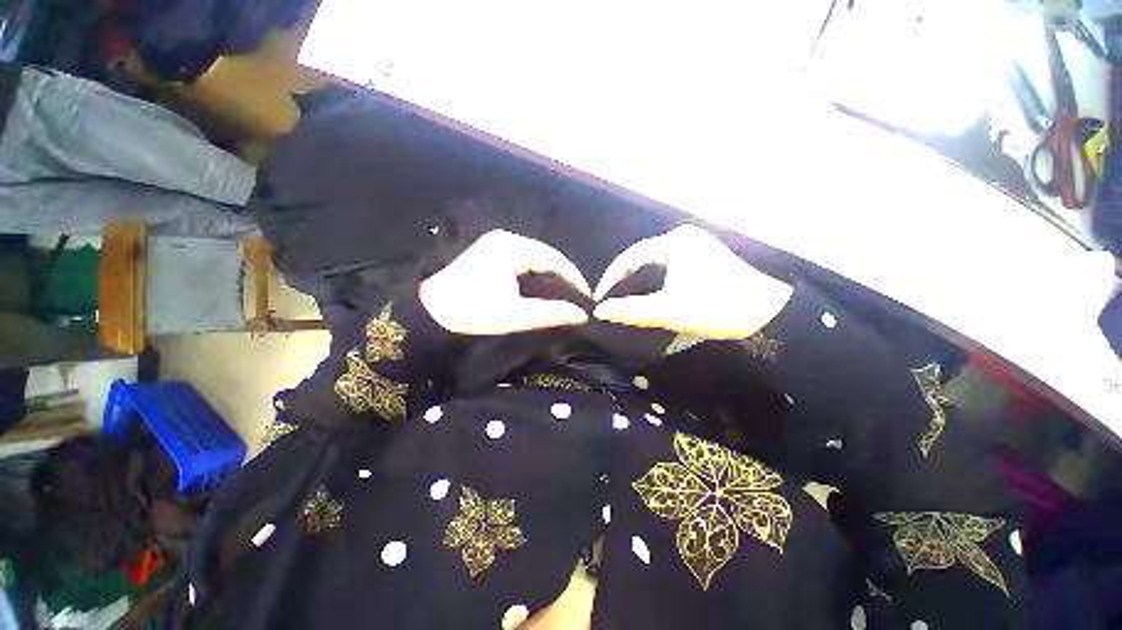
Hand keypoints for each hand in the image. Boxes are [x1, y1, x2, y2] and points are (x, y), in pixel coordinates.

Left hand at [420, 229, 592, 334]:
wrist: (429, 309)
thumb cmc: (471, 312)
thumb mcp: (514, 316)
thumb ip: (550, 314)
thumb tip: (581, 315)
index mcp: (511, 248)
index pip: (553, 259)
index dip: (574, 278)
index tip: (587, 296)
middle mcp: (507, 239)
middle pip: (546, 255)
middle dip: (564, 277)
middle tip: (579, 297)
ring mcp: (498, 243)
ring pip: (536, 257)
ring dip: (552, 275)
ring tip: (566, 294)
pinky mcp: (492, 251)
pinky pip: (524, 259)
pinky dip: (537, 273)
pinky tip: (544, 287)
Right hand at [593, 225, 792, 339]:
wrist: (765, 314)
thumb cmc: (715, 307)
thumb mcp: (668, 310)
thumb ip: (630, 310)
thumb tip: (600, 311)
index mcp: (674, 242)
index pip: (630, 257)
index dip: (611, 279)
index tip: (599, 300)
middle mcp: (682, 239)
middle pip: (641, 260)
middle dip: (624, 282)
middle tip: (610, 302)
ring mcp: (693, 248)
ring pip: (653, 266)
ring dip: (639, 284)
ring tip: (624, 302)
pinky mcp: (700, 260)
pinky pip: (666, 269)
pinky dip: (654, 284)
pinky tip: (648, 297)